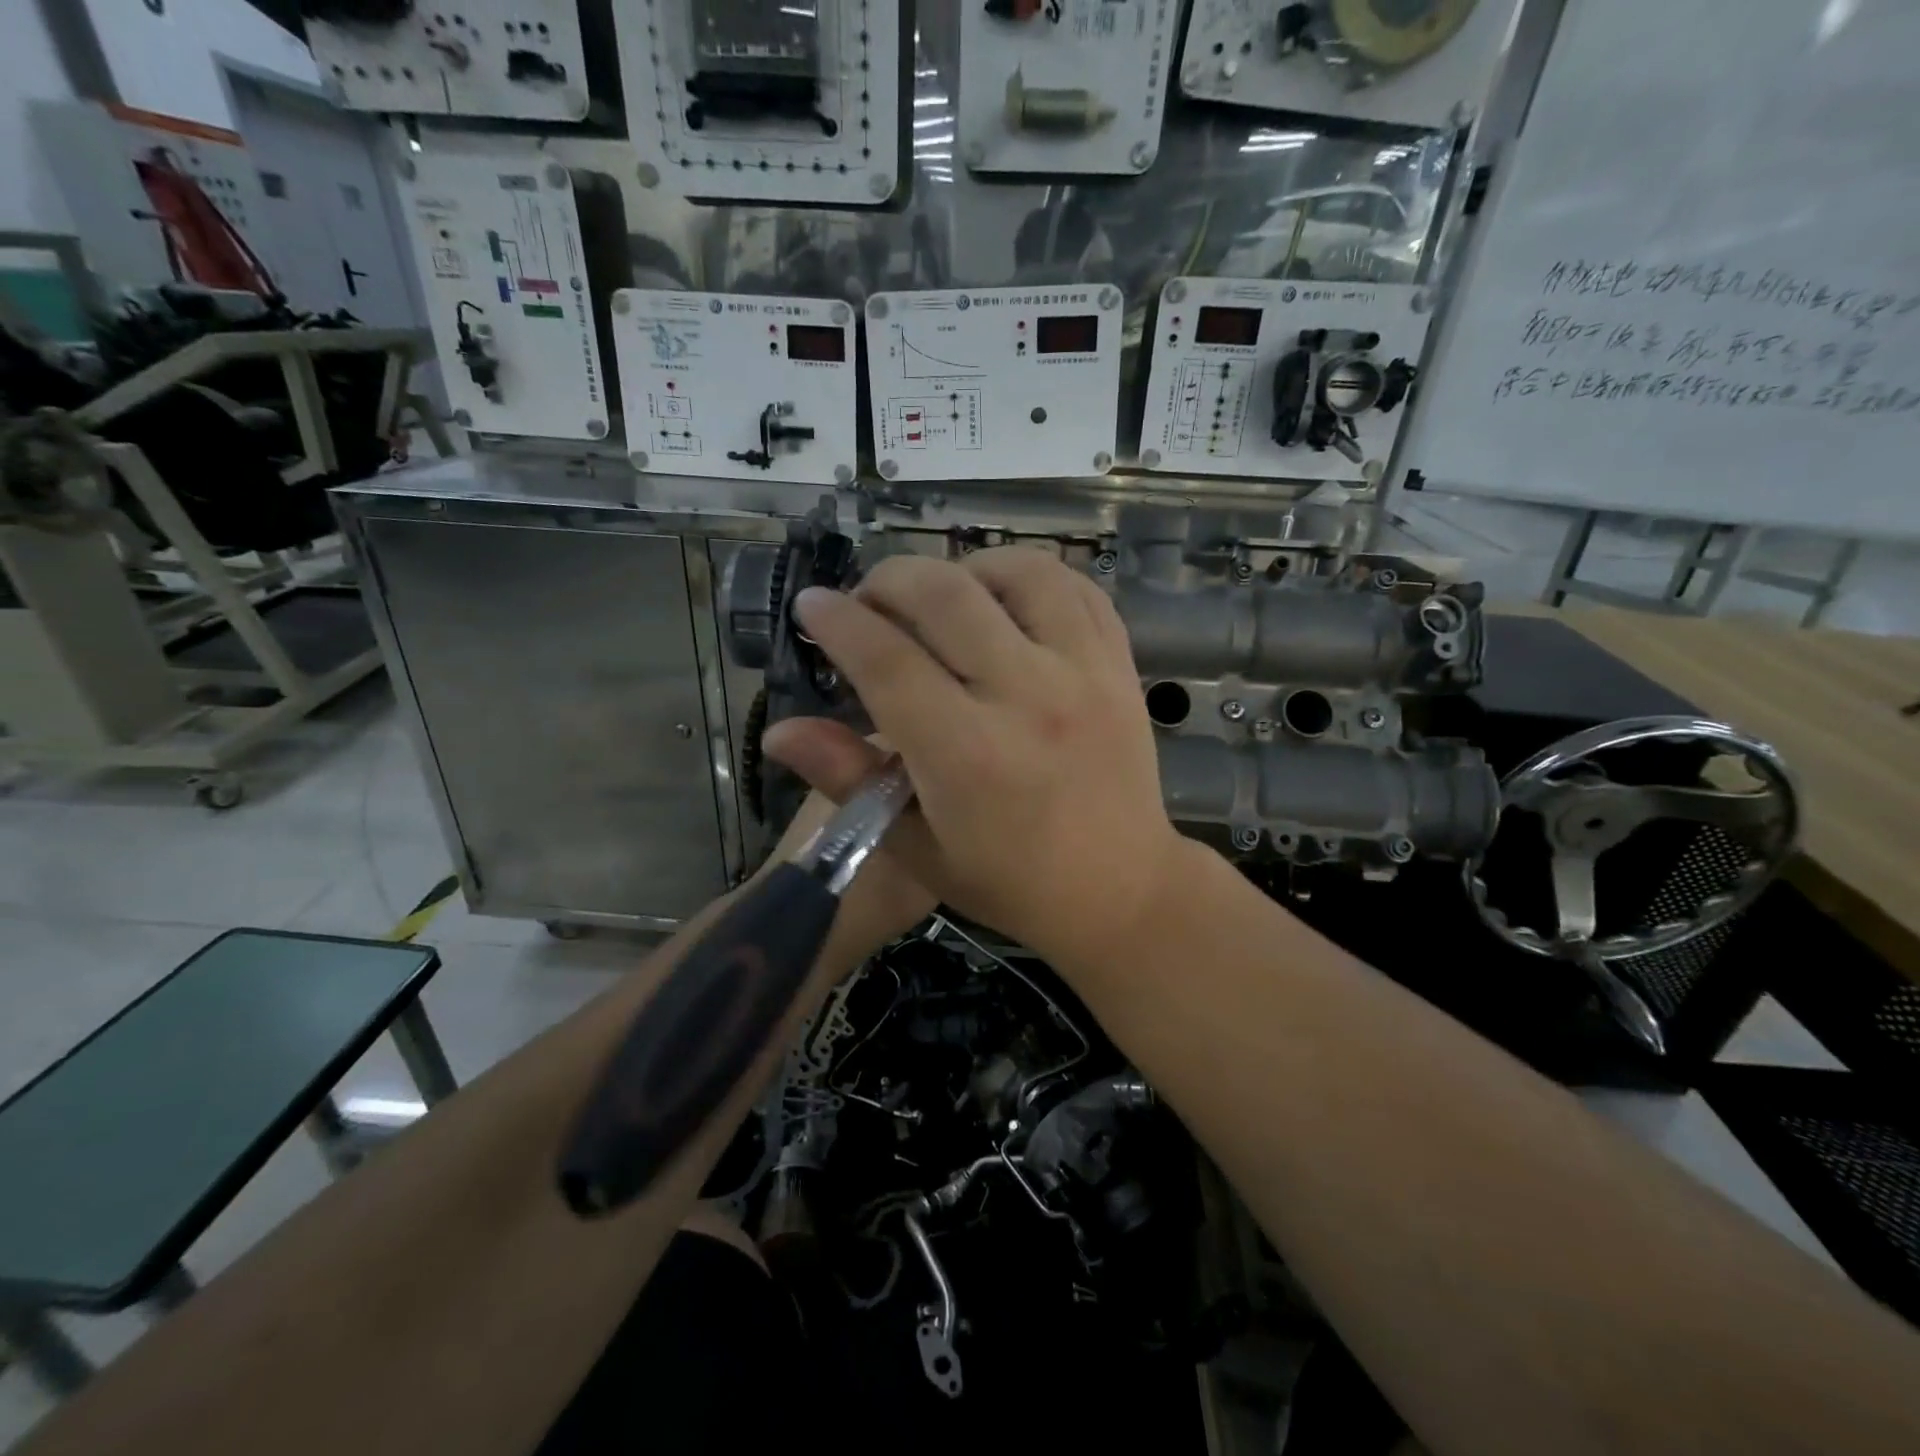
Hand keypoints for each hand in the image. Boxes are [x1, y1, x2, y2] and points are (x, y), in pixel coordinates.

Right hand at [761, 546, 1191, 972]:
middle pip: (945, 596)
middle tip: (868, 602)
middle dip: (888, 581)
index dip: (839, 623)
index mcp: (968, 754)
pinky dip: (1028, 576)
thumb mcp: (917, 848)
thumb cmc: (1009, 882)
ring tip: (938, 597)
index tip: (813, 606)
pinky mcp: (1119, 665)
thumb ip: (848, 779)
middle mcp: (1027, 697)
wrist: (1120, 889)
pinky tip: (1003, 598)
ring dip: (962, 568)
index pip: (888, 661)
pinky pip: (1075, 587)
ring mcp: (1084, 672)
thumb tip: (777, 731)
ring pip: (1017, 572)